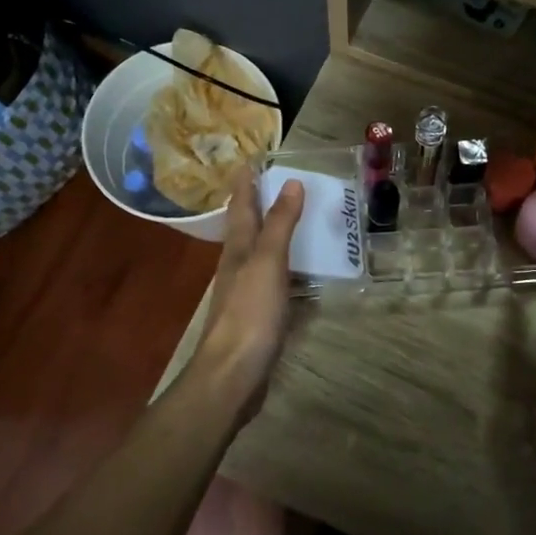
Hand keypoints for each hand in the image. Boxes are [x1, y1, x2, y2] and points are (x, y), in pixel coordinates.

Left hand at [191, 168, 302, 420]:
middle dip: (259, 206)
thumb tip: (291, 182)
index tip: (252, 160)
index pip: (242, 207)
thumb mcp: (267, 262)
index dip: (247, 183)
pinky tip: (302, 274)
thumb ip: (279, 224)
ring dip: (274, 236)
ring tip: (297, 222)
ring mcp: (246, 293)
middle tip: (279, 184)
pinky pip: (274, 282)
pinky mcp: (258, 317)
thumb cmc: (249, 314)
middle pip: (248, 229)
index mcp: (238, 250)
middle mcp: (238, 267)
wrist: (233, 374)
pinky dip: (287, 269)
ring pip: (260, 255)